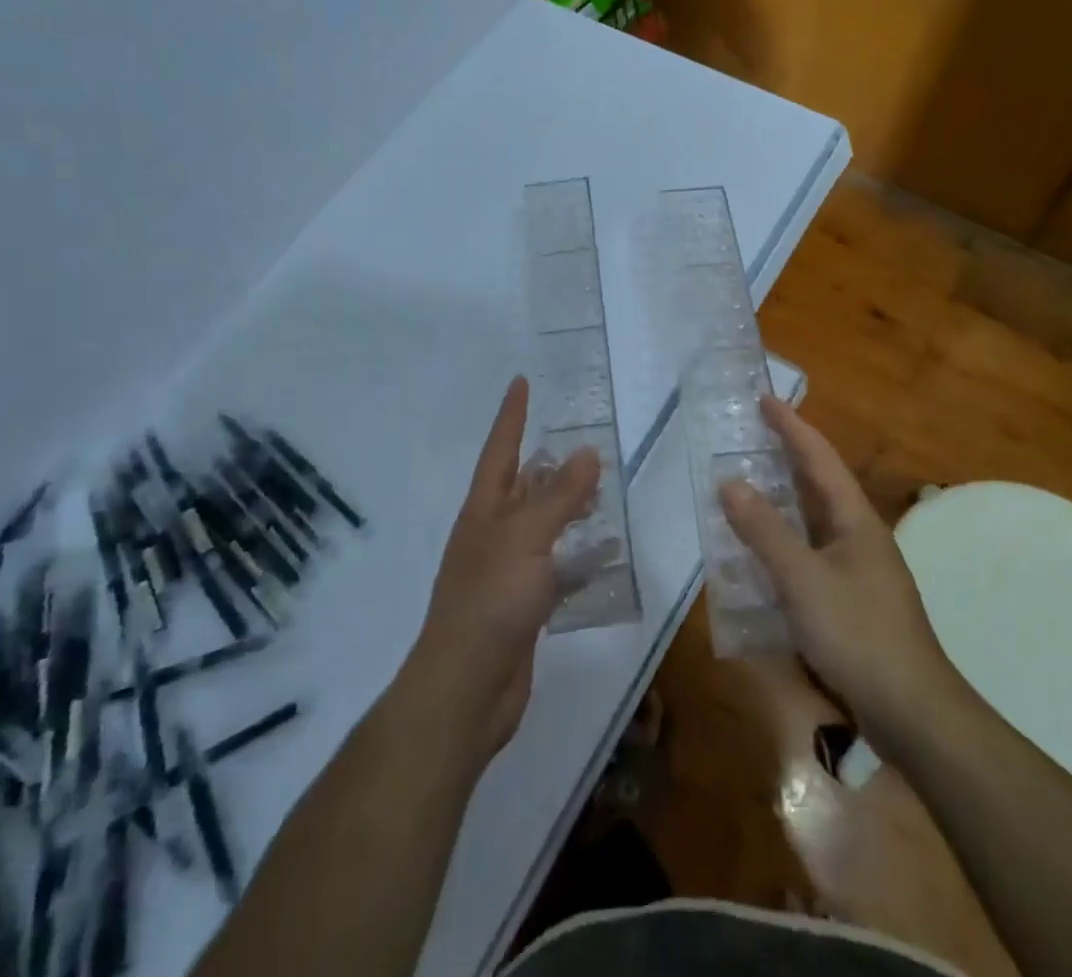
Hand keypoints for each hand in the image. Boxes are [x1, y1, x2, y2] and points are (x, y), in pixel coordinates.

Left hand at [404, 376, 599, 764]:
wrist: (465, 689)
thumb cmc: (490, 601)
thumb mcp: (526, 539)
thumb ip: (559, 496)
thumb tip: (586, 451)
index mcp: (484, 511)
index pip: (500, 450)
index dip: (511, 415)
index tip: (521, 382)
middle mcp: (493, 534)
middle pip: (522, 487)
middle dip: (547, 463)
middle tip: (582, 440)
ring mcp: (507, 571)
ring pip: (542, 527)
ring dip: (568, 508)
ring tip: (601, 491)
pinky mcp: (524, 605)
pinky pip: (556, 568)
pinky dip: (579, 557)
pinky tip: (606, 555)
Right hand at [719, 396, 967, 743]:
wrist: (913, 712)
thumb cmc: (859, 634)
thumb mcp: (803, 579)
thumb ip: (764, 531)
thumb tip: (730, 482)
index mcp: (854, 519)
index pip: (819, 458)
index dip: (791, 426)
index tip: (764, 399)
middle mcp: (858, 535)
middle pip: (818, 483)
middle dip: (786, 455)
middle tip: (750, 434)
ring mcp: (857, 568)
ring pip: (814, 519)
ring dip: (783, 498)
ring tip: (748, 482)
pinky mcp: (851, 599)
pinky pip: (810, 552)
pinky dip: (784, 539)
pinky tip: (762, 551)